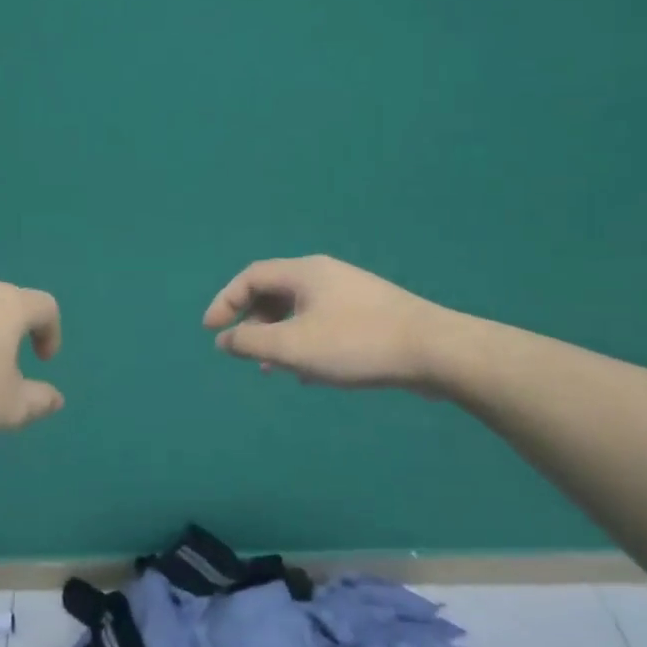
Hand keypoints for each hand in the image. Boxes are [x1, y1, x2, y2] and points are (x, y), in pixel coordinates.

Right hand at [202, 255, 474, 393]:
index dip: (224, 302)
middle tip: (242, 350)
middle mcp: (325, 275)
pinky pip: (321, 323)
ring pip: (299, 310)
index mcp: (304, 272)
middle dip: (251, 321)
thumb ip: (251, 342)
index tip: (211, 333)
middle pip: (274, 291)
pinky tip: (309, 374)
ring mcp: (350, 293)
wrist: (435, 351)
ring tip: (272, 369)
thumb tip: (224, 340)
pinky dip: (303, 343)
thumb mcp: (293, 347)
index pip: (250, 277)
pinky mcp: (369, 315)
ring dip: (277, 336)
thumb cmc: (356, 344)